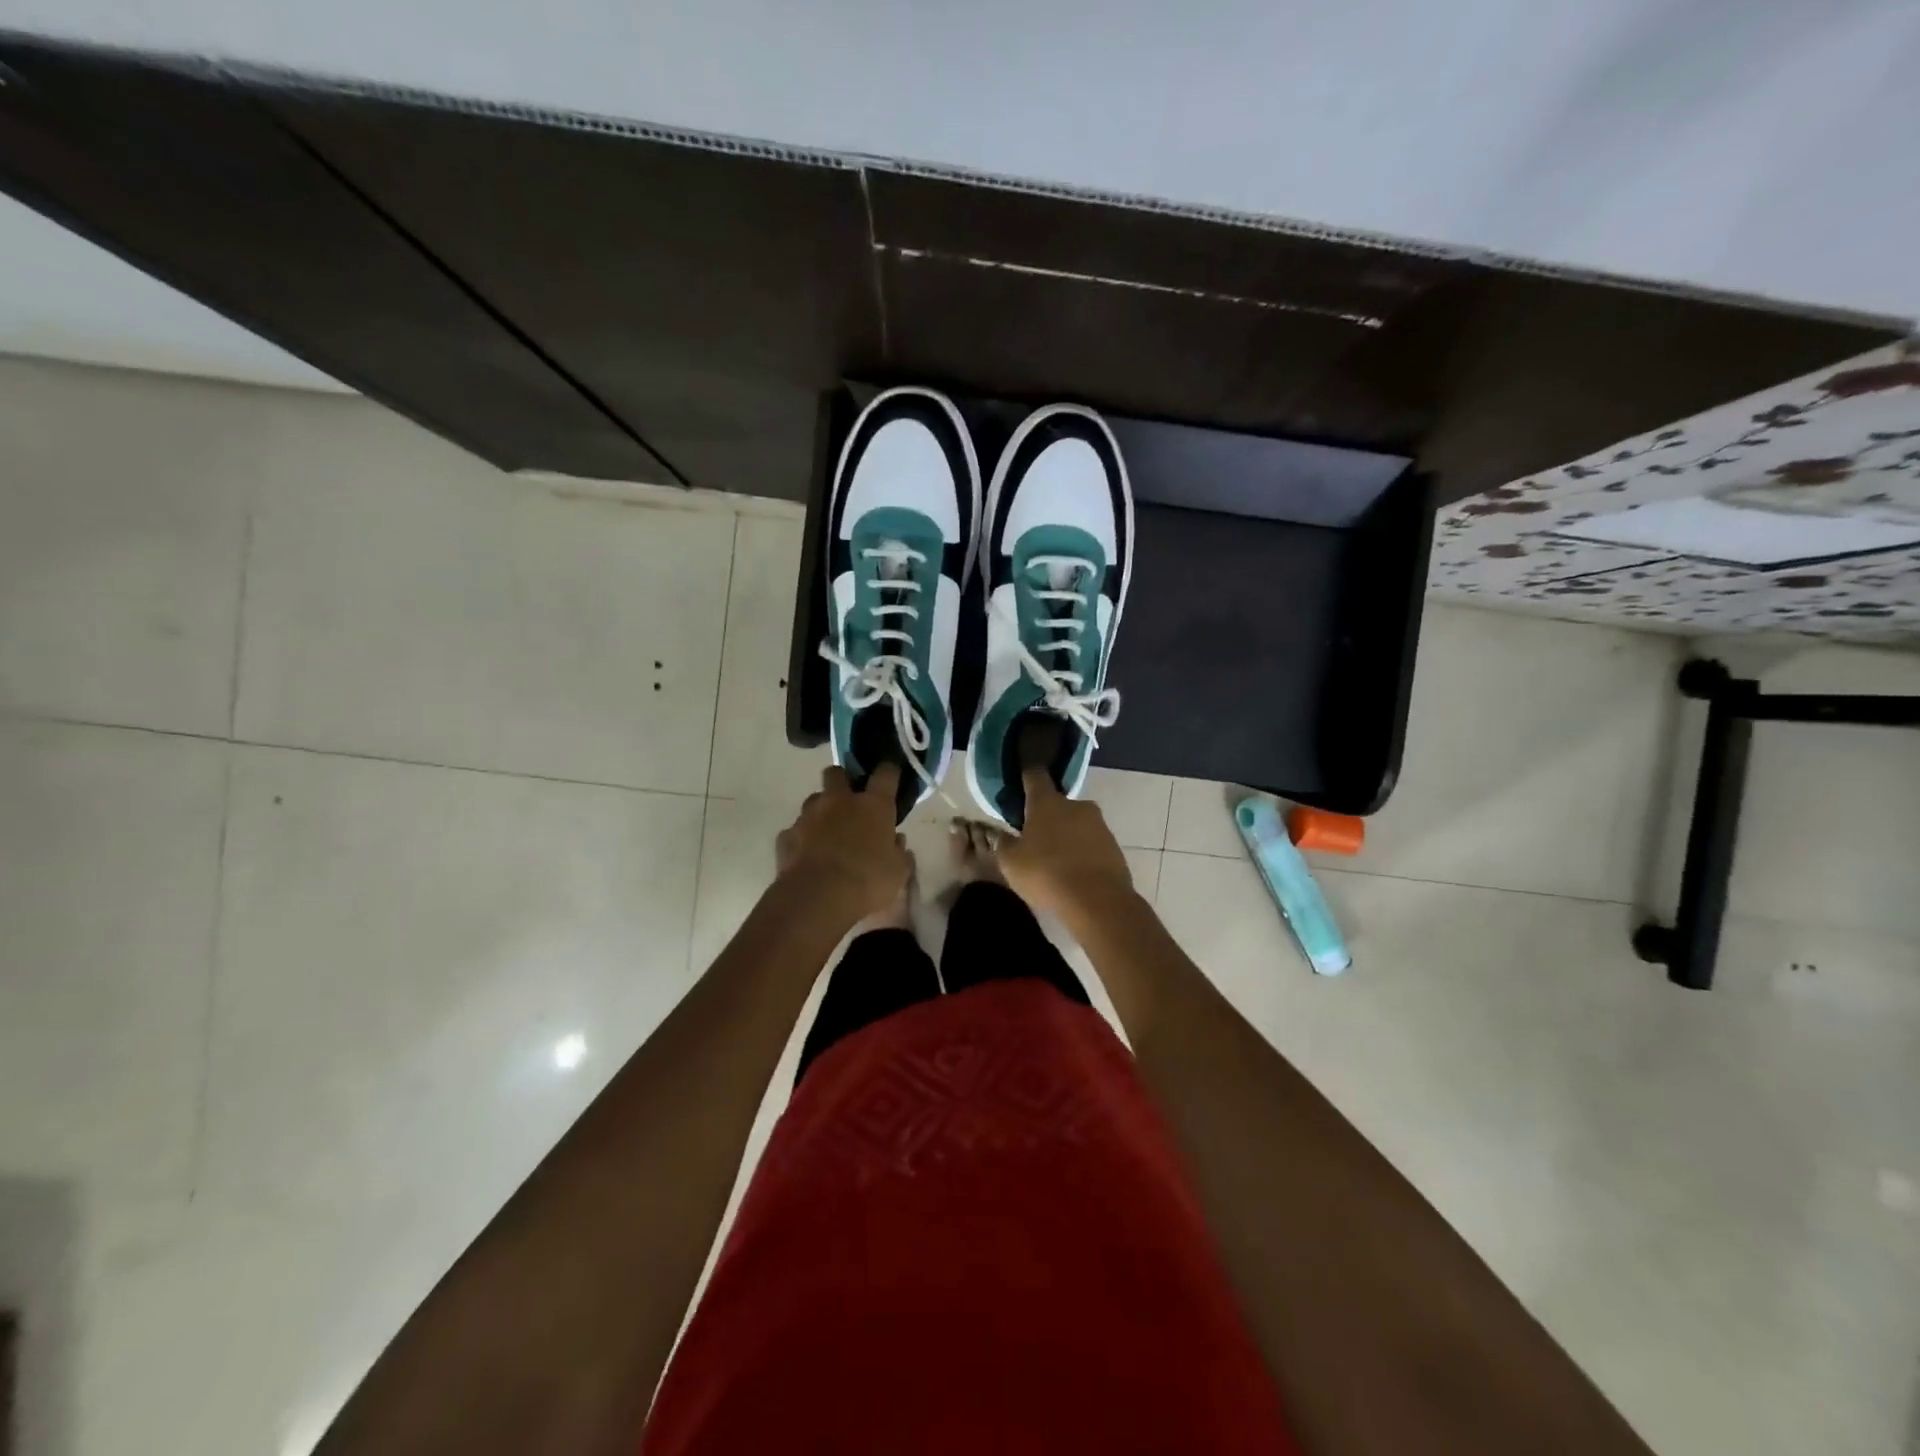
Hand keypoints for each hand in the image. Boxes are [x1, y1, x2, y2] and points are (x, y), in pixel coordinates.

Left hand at [774, 764, 912, 922]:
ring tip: (828, 833)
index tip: (890, 774)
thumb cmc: (867, 882)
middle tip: (849, 800)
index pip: (885, 774)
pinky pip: (796, 830)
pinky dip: (803, 839)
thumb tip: (898, 842)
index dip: (889, 772)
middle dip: (842, 780)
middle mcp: (839, 802)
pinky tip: (808, 855)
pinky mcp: (786, 836)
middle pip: (836, 773)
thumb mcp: (898, 873)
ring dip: (821, 811)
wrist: (817, 899)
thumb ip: (900, 853)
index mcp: (873, 806)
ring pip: (814, 800)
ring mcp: (809, 816)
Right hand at [997, 768, 1135, 924]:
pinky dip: (1082, 852)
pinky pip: (1092, 843)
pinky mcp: (1114, 846)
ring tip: (1055, 860)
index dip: (1026, 777)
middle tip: (1035, 837)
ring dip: (1066, 835)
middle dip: (1047, 816)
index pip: (1035, 776)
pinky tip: (1074, 872)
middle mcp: (1076, 805)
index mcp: (1047, 802)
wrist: (1098, 901)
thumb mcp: (1011, 862)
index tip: (1020, 783)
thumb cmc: (1046, 873)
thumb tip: (1000, 834)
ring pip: (1076, 823)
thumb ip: (1003, 843)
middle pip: (1058, 803)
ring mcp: (1099, 825)